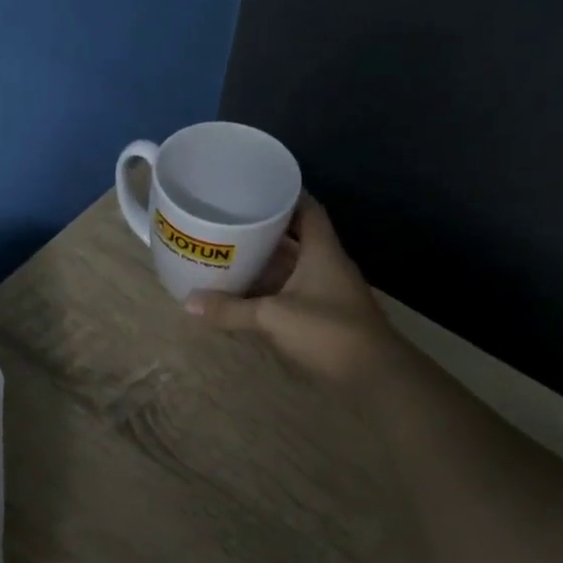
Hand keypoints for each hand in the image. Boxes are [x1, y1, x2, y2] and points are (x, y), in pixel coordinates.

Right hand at [183, 195, 400, 386]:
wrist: (374, 376)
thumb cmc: (329, 332)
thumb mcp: (273, 317)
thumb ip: (231, 309)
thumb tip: (188, 303)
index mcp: (322, 251)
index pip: (307, 208)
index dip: (284, 194)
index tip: (255, 187)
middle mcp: (326, 265)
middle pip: (295, 237)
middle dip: (264, 229)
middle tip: (229, 221)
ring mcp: (325, 291)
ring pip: (290, 267)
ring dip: (264, 262)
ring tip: (228, 253)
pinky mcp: (322, 316)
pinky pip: (289, 293)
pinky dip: (267, 290)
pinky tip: (242, 292)